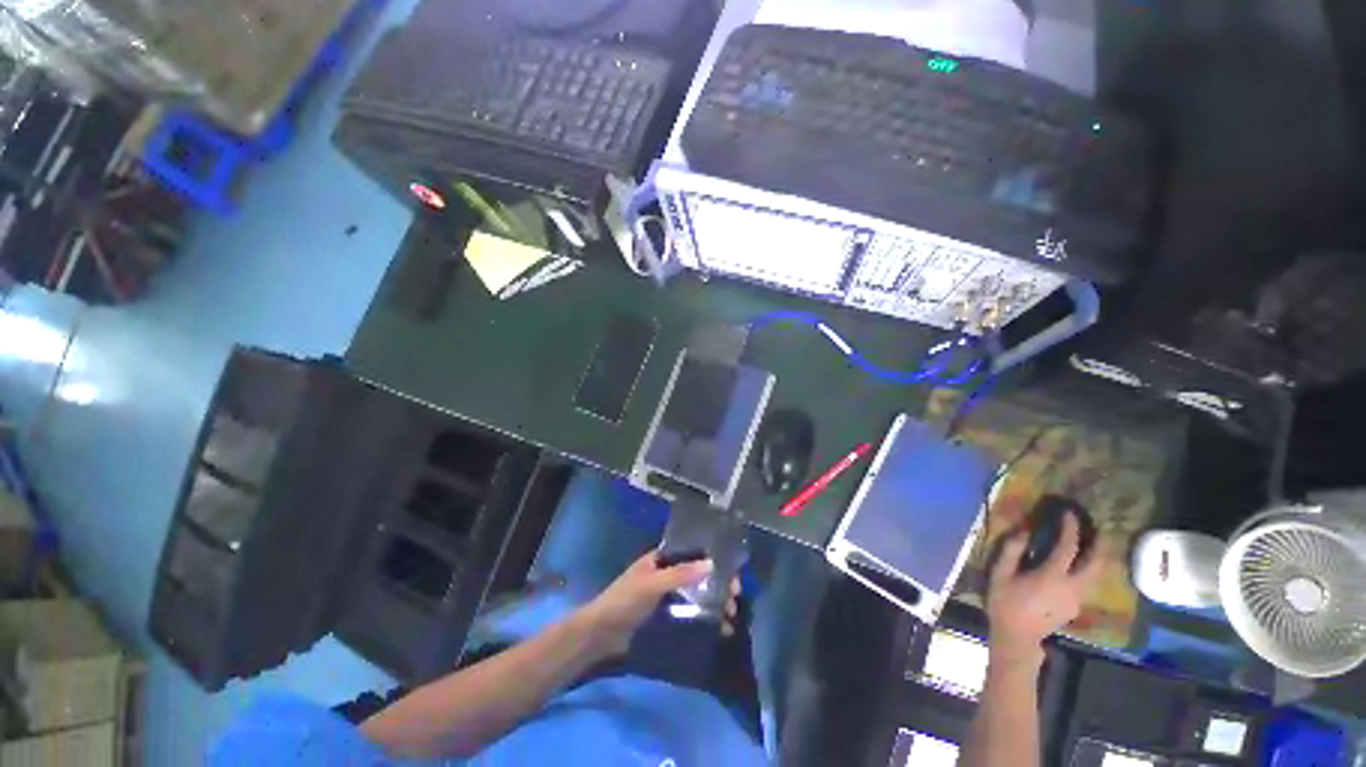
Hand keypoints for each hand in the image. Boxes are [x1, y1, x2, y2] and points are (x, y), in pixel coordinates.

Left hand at [579, 552, 718, 654]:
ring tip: (730, 615)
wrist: (601, 635)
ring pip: (698, 592)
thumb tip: (712, 565)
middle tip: (734, 598)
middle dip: (718, 583)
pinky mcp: (667, 615)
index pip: (692, 551)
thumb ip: (679, 575)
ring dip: (715, 601)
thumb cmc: (624, 601)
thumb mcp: (651, 584)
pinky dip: (706, 617)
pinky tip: (720, 627)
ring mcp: (667, 594)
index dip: (713, 558)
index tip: (731, 571)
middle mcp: (667, 572)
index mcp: (661, 558)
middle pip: (699, 573)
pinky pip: (691, 611)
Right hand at [987, 513, 1101, 667]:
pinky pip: (1088, 582)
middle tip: (1097, 528)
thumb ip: (1011, 551)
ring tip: (1091, 544)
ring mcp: (1077, 598)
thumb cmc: (1005, 603)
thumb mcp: (1000, 574)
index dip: (1070, 528)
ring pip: (1096, 574)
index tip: (1069, 513)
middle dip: (1099, 544)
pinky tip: (1078, 565)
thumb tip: (1024, 532)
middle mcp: (1072, 586)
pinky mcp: (1076, 605)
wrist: (1017, 637)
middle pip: (1096, 563)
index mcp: (1052, 577)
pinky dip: (1088, 569)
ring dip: (1097, 557)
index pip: (1068, 547)